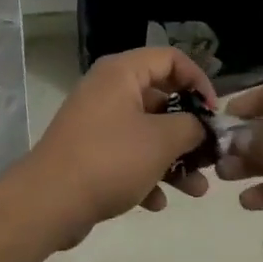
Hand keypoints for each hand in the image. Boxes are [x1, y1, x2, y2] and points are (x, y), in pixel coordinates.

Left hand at [24, 48, 214, 242]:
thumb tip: (200, 127)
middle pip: (160, 98)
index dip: (199, 81)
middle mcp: (108, 89)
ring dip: (174, 159)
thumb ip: (191, 127)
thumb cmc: (110, 159)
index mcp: (122, 73)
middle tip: (209, 155)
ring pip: (146, 132)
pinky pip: (127, 155)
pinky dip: (146, 174)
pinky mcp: (89, 152)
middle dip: (189, 130)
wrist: (48, 202)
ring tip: (197, 190)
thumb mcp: (162, 140)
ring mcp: (97, 122)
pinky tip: (157, 202)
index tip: (214, 113)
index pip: (171, 59)